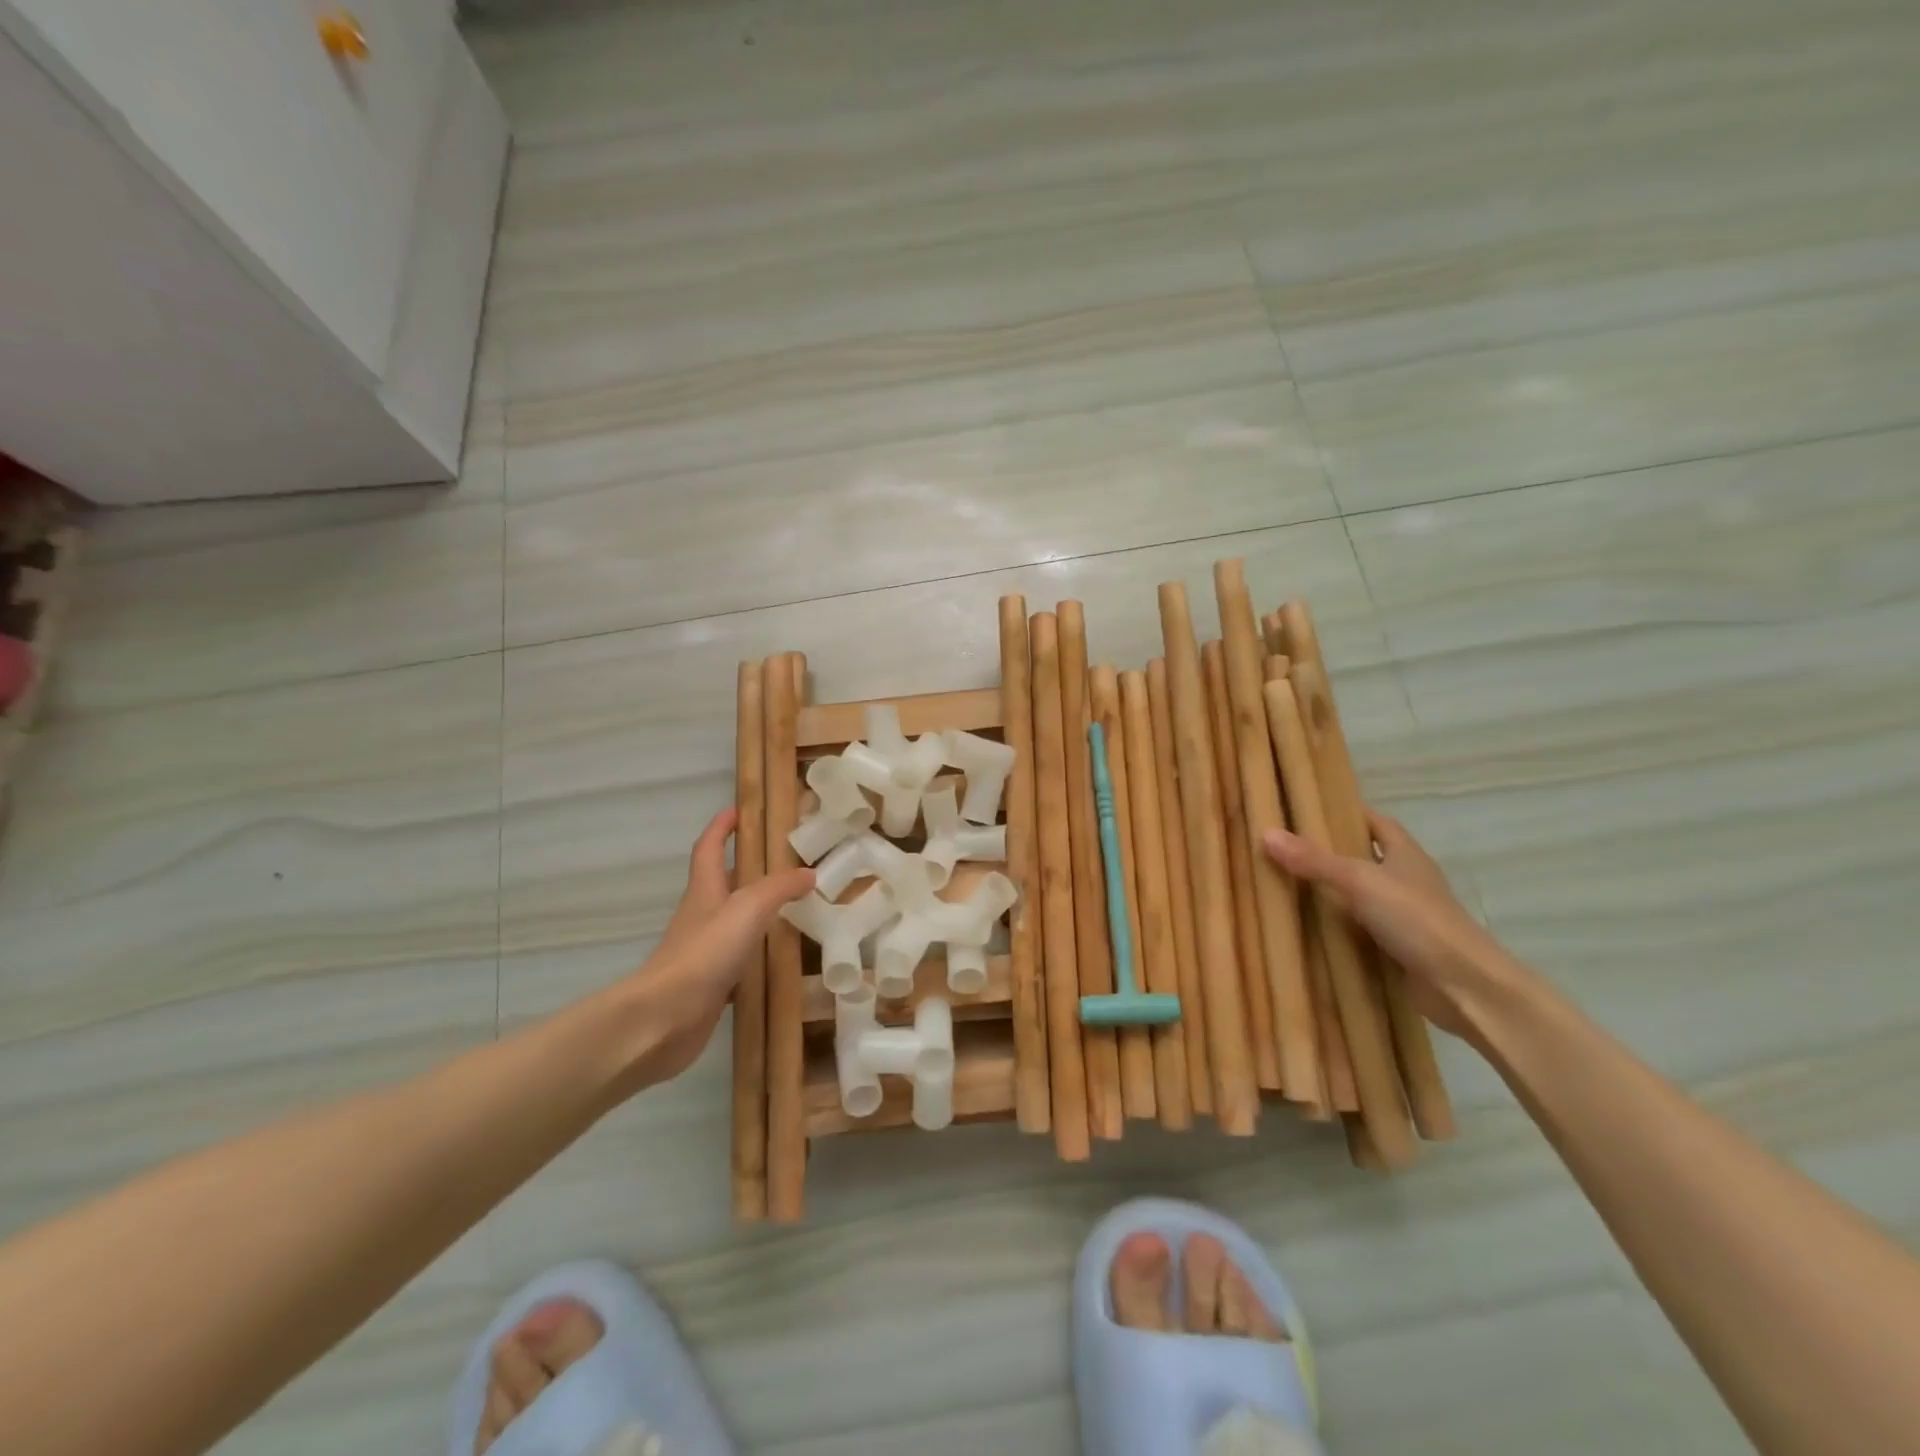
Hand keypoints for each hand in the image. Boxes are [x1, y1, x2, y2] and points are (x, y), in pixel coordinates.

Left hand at [624, 809, 813, 1086]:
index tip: (739, 810)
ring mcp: (703, 952)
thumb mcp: (747, 909)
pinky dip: (756, 955)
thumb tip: (808, 873)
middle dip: (746, 868)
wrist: (663, 1019)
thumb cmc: (703, 953)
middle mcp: (701, 916)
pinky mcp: (709, 985)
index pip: (709, 848)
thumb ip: (779, 888)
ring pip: (732, 922)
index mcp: (704, 890)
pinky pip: (738, 960)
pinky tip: (777, 962)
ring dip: (755, 912)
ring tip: (791, 908)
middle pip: (722, 883)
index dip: (721, 827)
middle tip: (783, 862)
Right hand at [1263, 808, 1515, 1038]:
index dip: (1347, 813)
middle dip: (1329, 854)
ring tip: (1283, 886)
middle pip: (1364, 858)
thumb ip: (1314, 860)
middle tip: (1283, 849)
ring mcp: (1405, 917)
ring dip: (1331, 894)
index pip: (1375, 822)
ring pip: (1360, 896)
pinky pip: (1360, 931)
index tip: (1308, 810)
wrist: (1466, 987)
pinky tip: (1306, 930)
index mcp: (1406, 854)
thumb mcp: (1360, 881)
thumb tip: (1266, 833)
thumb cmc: (1418, 919)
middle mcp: (1407, 881)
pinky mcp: (1399, 950)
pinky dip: (1337, 929)